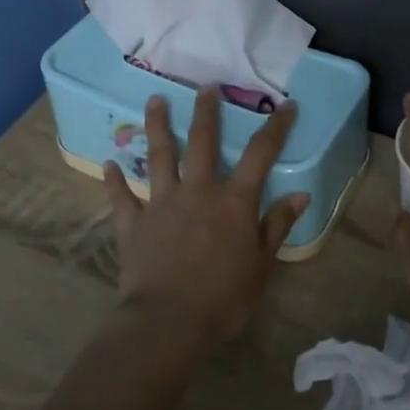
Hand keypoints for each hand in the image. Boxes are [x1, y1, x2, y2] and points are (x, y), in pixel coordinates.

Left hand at [103, 88, 310, 348]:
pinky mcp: (132, 223)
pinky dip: (114, 180)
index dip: (275, 128)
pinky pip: (121, 197)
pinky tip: (109, 163)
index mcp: (233, 201)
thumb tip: (300, 195)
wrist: (167, 322)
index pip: (261, 154)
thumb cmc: (224, 298)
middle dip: (206, 111)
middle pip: (202, 141)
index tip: (286, 105)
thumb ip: (276, 226)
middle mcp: (197, 191)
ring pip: (158, 156)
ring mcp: (161, 203)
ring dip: (157, 126)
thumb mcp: (261, 266)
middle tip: (206, 86)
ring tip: (154, 100)